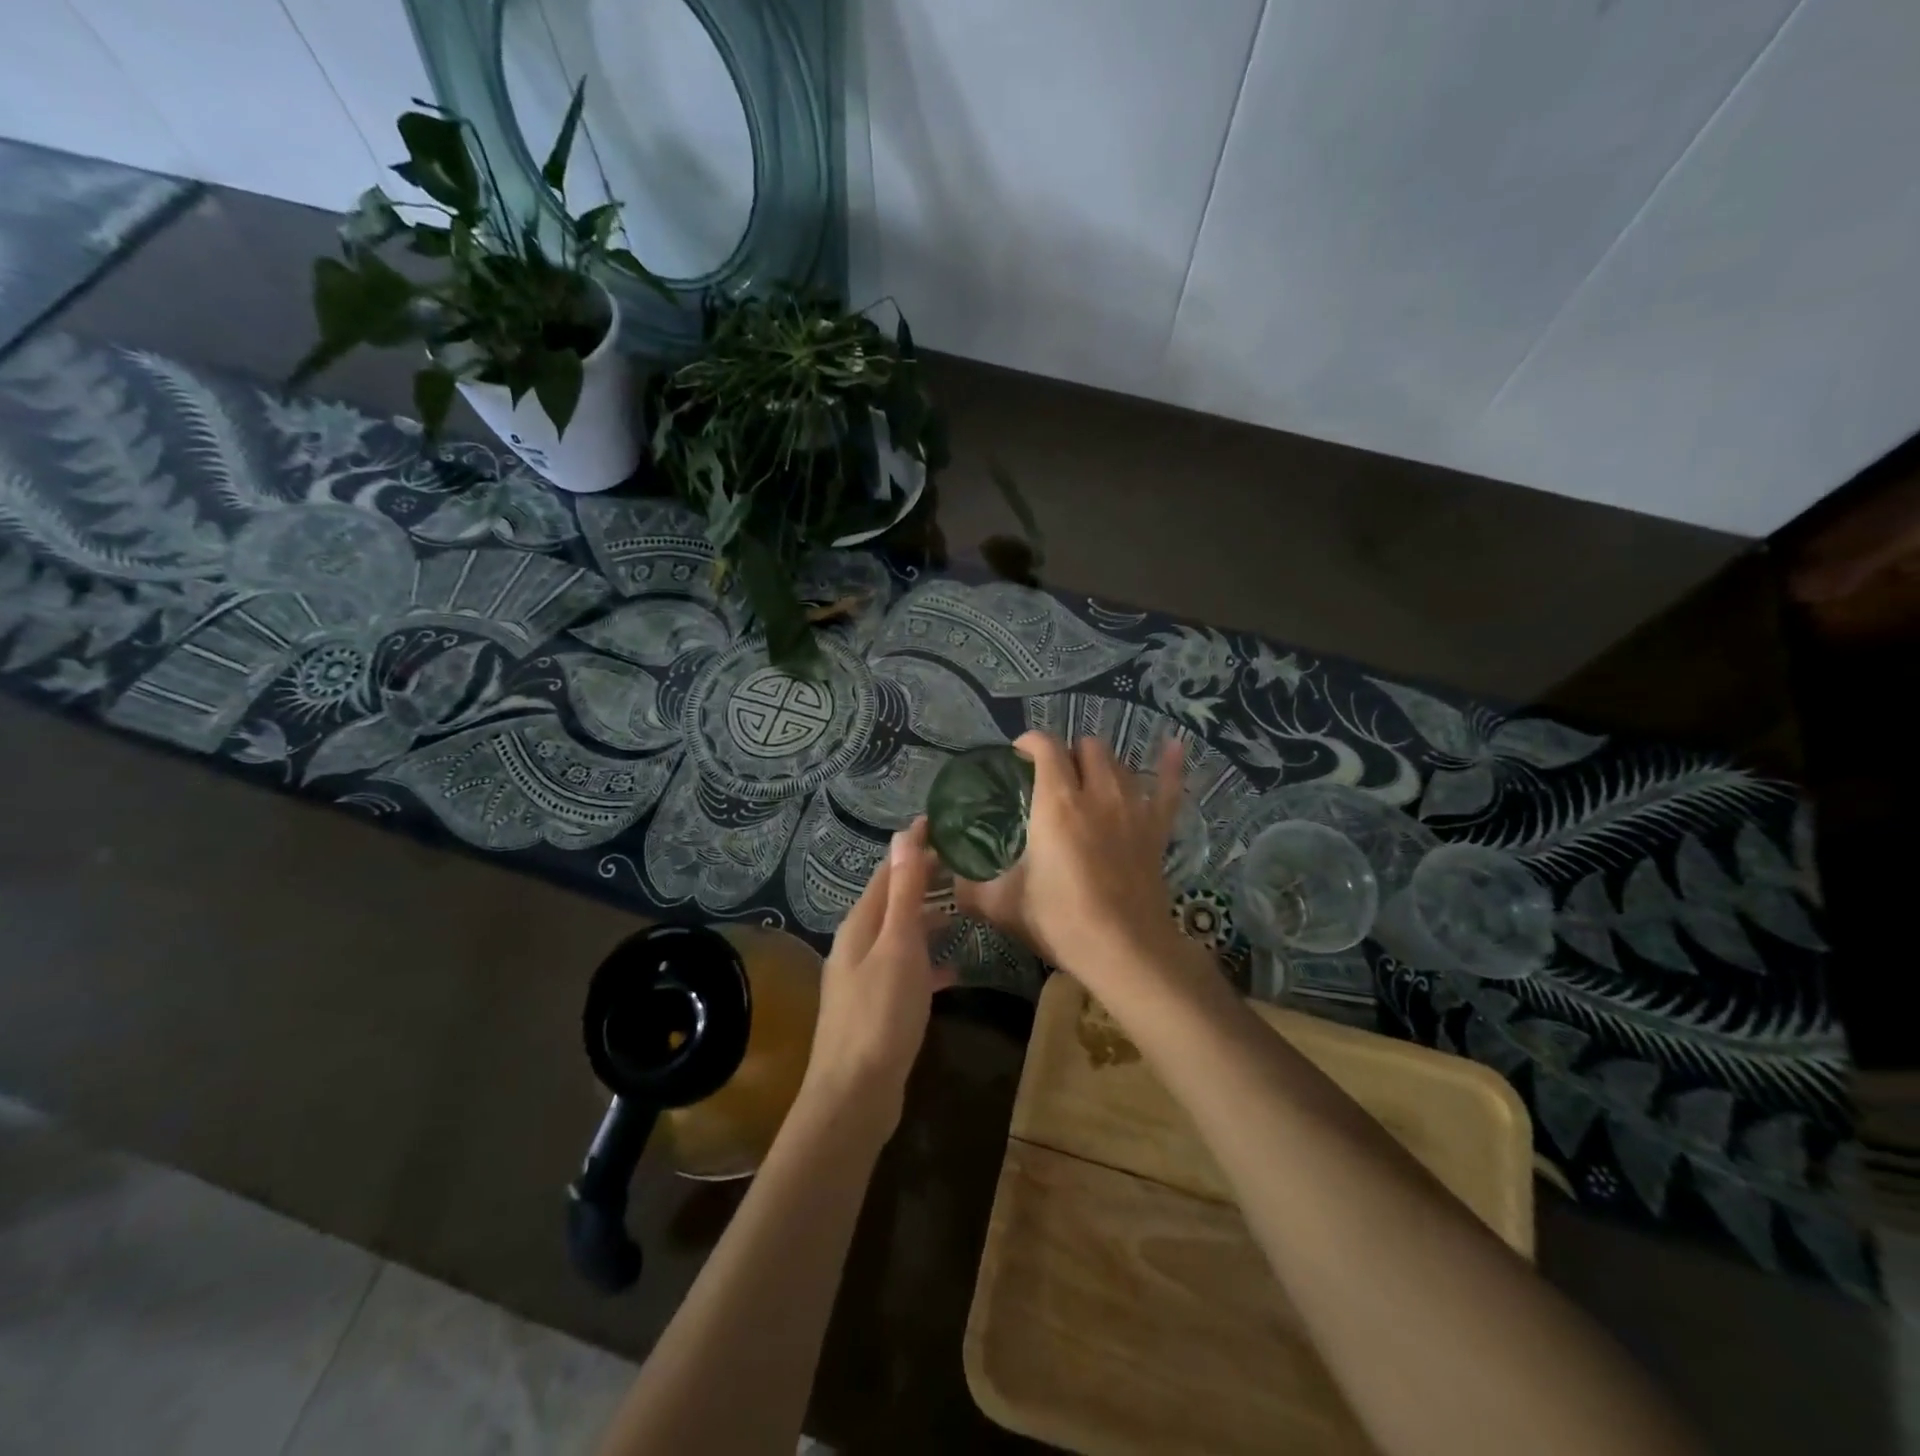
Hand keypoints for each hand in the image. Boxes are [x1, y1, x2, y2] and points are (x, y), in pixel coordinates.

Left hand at [800, 816, 955, 1137]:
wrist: (854, 1095)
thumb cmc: (881, 1014)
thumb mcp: (898, 946)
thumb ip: (904, 892)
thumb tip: (903, 834)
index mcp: (859, 925)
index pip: (888, 872)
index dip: (912, 848)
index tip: (941, 825)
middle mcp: (857, 945)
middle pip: (893, 902)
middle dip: (923, 881)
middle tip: (963, 865)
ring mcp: (864, 978)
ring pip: (900, 937)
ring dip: (928, 921)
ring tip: (964, 910)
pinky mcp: (876, 1008)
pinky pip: (905, 971)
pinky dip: (927, 963)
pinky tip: (954, 971)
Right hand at [954, 731, 1188, 993]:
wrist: (1124, 951)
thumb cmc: (1060, 921)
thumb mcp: (1003, 905)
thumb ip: (970, 889)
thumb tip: (949, 882)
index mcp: (1056, 803)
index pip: (1045, 747)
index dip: (1029, 742)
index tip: (1018, 754)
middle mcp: (1096, 793)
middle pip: (1086, 747)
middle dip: (1067, 753)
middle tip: (1052, 777)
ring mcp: (1133, 807)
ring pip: (1118, 763)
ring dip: (1100, 764)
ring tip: (1087, 780)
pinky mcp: (1157, 828)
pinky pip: (1170, 786)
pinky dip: (1170, 765)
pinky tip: (1173, 745)